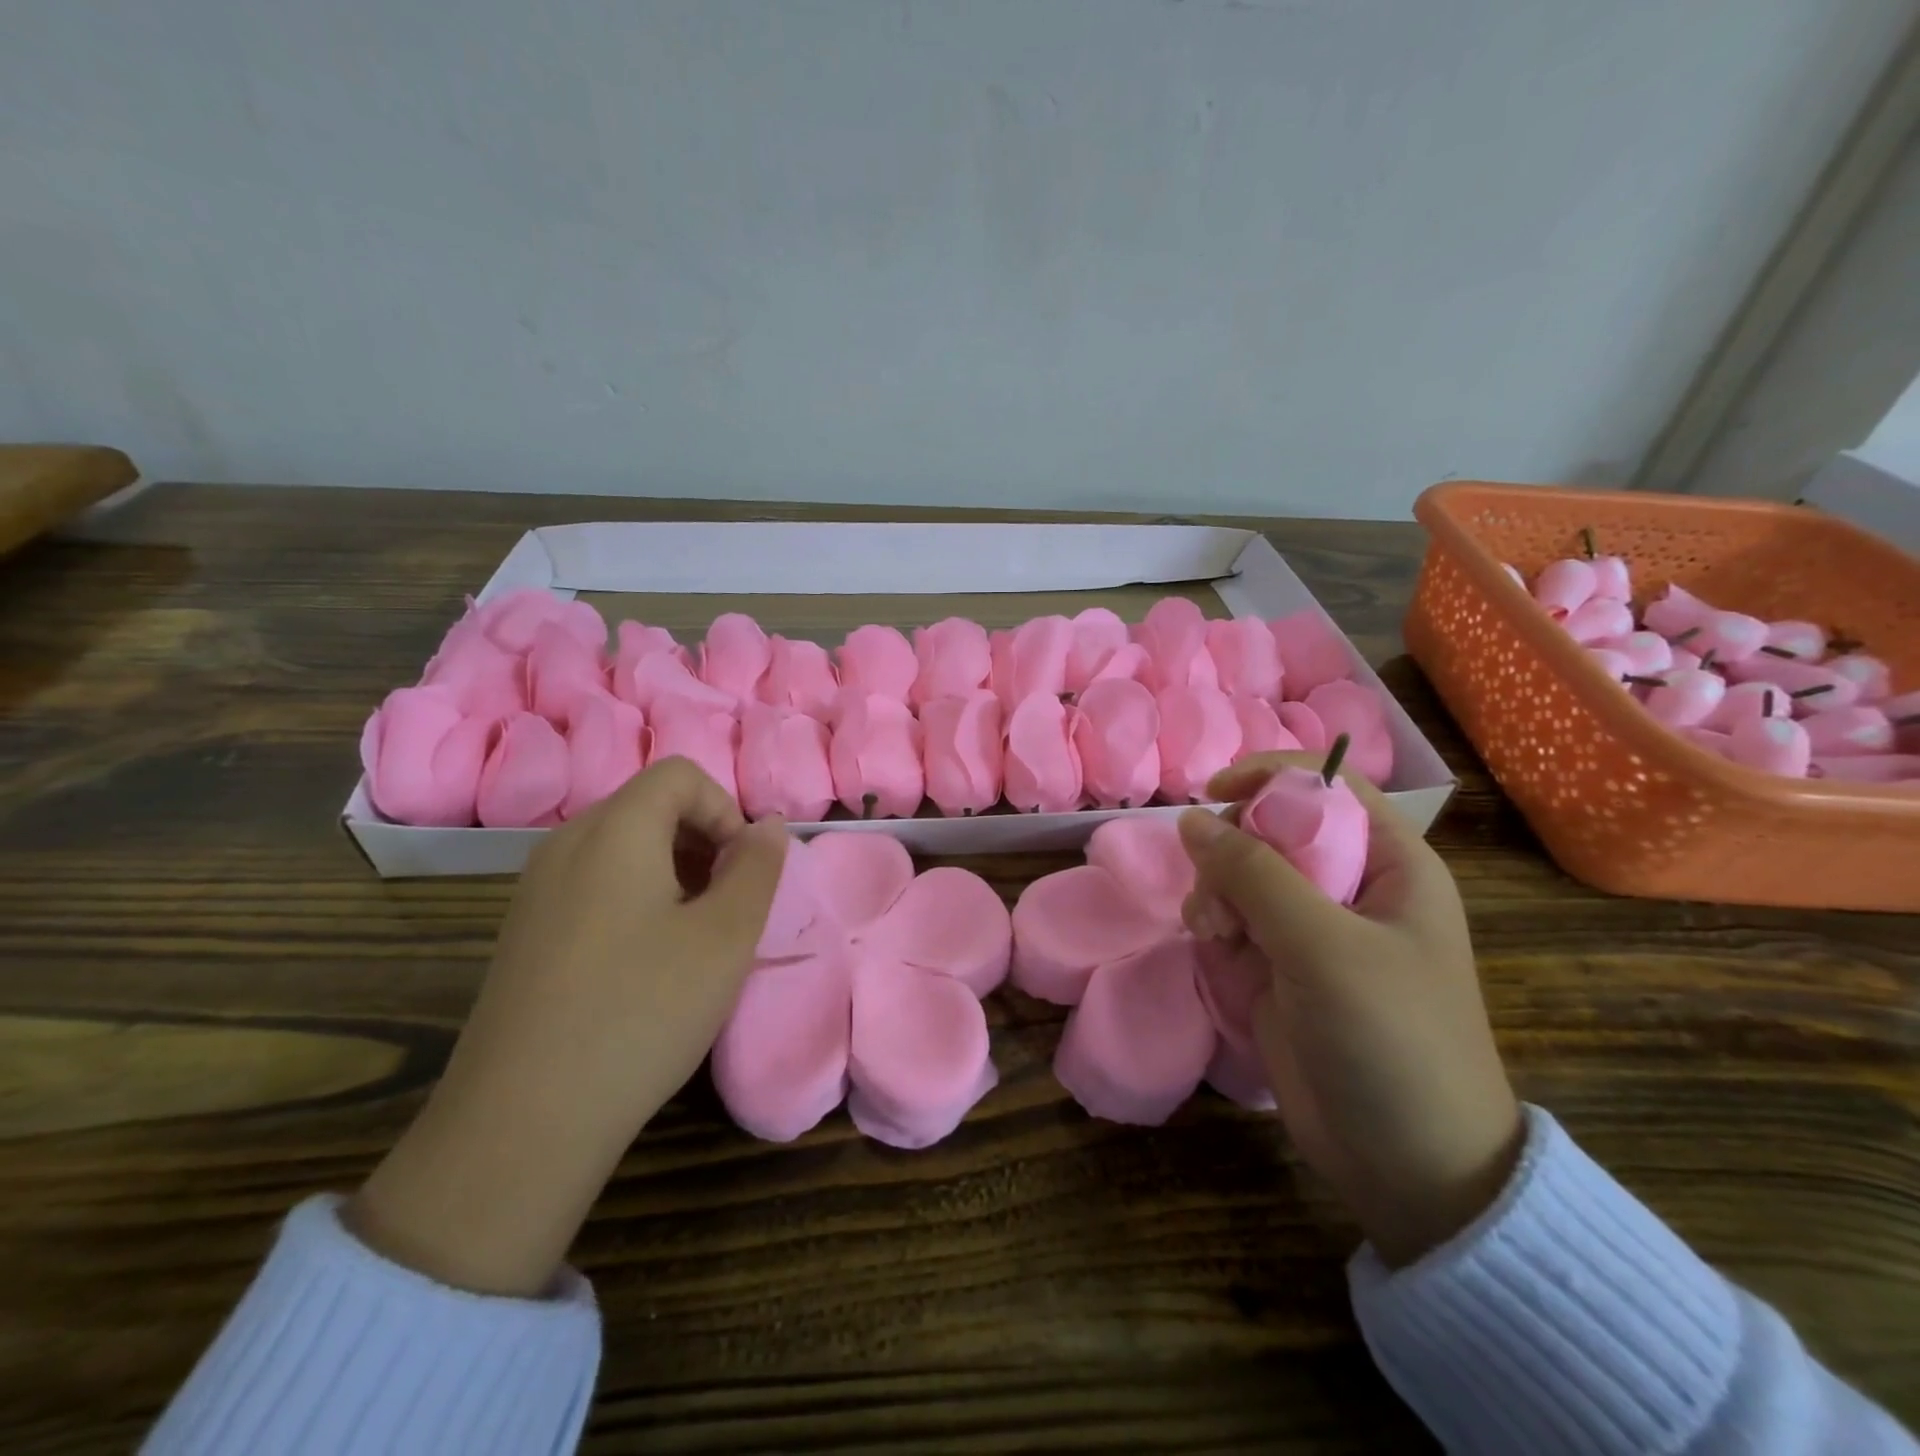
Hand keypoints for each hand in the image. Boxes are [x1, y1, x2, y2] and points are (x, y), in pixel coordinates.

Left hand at [347, 758, 787, 1295]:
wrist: (521, 1122)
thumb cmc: (642, 1012)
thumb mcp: (726, 936)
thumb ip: (757, 867)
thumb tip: (767, 825)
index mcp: (614, 831)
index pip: (680, 775)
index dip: (726, 809)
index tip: (744, 870)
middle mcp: (565, 844)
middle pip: (649, 805)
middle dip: (704, 840)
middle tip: (728, 905)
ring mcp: (536, 889)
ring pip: (622, 847)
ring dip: (674, 871)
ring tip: (694, 937)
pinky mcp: (524, 932)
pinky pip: (593, 884)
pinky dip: (636, 898)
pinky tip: (646, 964)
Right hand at [1178, 756, 1522, 1267]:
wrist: (1410, 1166)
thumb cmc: (1390, 1040)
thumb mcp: (1324, 946)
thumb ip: (1255, 874)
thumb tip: (1191, 818)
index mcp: (1390, 864)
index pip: (1325, 785)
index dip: (1269, 778)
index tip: (1213, 794)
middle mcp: (1350, 885)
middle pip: (1271, 826)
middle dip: (1233, 850)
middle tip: (1219, 894)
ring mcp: (1311, 927)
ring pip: (1241, 871)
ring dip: (1215, 890)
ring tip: (1215, 932)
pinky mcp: (1278, 964)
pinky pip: (1231, 914)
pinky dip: (1212, 921)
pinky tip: (1212, 947)